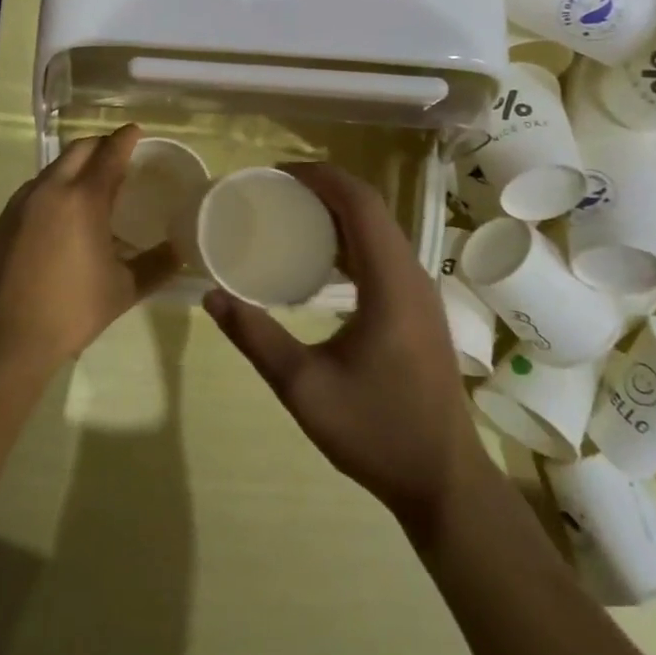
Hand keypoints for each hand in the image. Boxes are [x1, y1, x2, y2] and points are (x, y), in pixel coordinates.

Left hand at [0, 125, 179, 373]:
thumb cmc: (72, 310)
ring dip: (75, 167)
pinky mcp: (3, 220)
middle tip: (118, 156)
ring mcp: (20, 203)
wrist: (5, 337)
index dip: (125, 138)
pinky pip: (34, 190)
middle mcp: (49, 190)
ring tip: (92, 187)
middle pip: (77, 150)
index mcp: (83, 199)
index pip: (109, 153)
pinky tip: (62, 216)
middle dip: (100, 145)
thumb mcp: (124, 289)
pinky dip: (54, 188)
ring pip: (52, 169)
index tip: (137, 131)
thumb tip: (181, 249)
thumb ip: (156, 265)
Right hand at [204, 163, 483, 530]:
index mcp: (390, 282)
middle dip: (324, 188)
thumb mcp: (304, 388)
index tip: (276, 173)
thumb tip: (212, 297)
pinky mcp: (418, 309)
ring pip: (379, 230)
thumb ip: (255, 338)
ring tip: (289, 214)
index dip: (320, 177)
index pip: (359, 203)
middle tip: (273, 191)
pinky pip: (383, 254)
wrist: (443, 480)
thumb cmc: (376, 432)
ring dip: (338, 212)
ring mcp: (420, 293)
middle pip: (370, 209)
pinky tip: (320, 260)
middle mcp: (411, 275)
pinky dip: (350, 240)